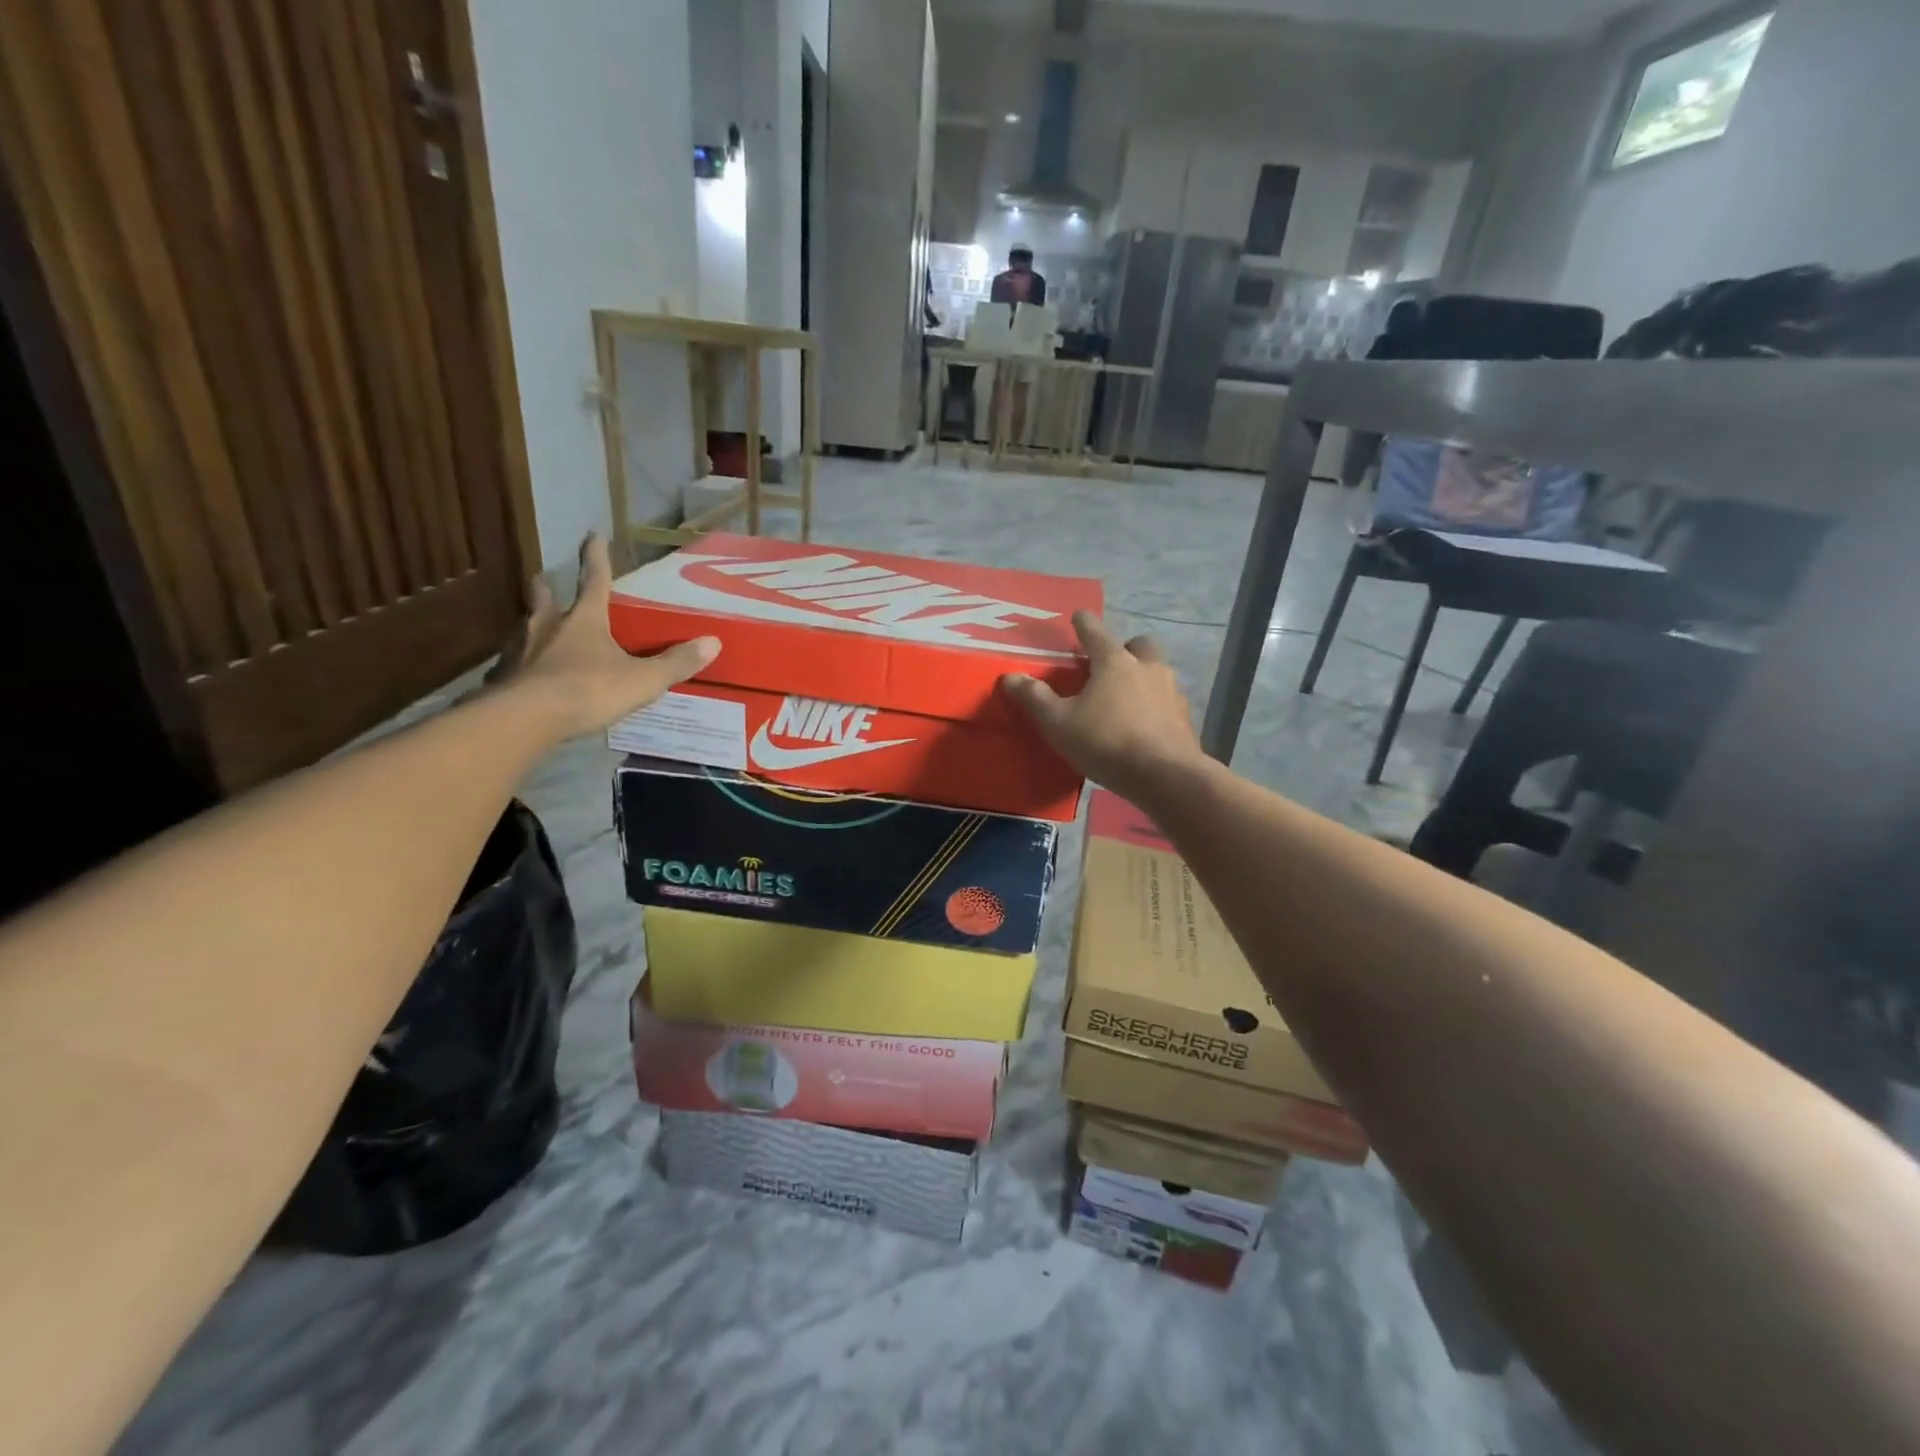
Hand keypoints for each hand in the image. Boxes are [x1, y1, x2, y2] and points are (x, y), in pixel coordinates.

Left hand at [500, 535, 718, 738]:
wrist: (525, 719)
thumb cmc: (588, 690)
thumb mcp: (642, 679)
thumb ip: (676, 663)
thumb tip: (713, 642)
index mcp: (584, 619)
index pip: (594, 580)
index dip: (596, 557)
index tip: (593, 535)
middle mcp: (547, 626)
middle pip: (545, 599)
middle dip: (548, 589)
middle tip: (546, 581)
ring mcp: (520, 651)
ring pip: (525, 629)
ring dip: (532, 626)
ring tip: (537, 631)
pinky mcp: (503, 678)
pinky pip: (513, 664)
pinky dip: (520, 665)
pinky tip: (524, 676)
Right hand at [1001, 611, 1202, 802]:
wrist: (1164, 776)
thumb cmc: (1106, 742)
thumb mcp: (1059, 723)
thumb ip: (1035, 698)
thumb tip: (1009, 677)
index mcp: (1114, 662)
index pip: (1095, 632)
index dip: (1084, 623)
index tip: (1079, 616)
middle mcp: (1147, 668)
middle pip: (1139, 645)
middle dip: (1125, 648)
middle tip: (1110, 663)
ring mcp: (1171, 691)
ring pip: (1158, 671)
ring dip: (1143, 676)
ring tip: (1126, 697)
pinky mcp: (1184, 718)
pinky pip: (1168, 701)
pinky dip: (1156, 705)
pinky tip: (1144, 724)